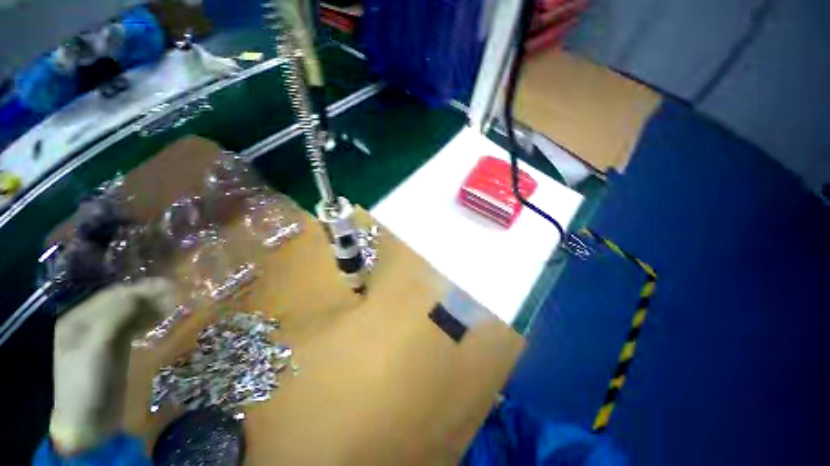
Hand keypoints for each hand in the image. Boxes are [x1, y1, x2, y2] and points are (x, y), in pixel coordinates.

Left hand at [49, 278, 174, 453]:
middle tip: (176, 297)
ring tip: (171, 308)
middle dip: (147, 298)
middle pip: (120, 303)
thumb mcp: (98, 347)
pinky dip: (147, 321)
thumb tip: (143, 290)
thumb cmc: (88, 383)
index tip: (170, 287)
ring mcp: (100, 338)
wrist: (90, 423)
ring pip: (128, 314)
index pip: (112, 295)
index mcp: (77, 320)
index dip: (140, 289)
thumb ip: (117, 316)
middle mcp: (87, 324)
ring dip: (149, 308)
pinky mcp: (114, 350)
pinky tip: (159, 321)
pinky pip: (132, 327)